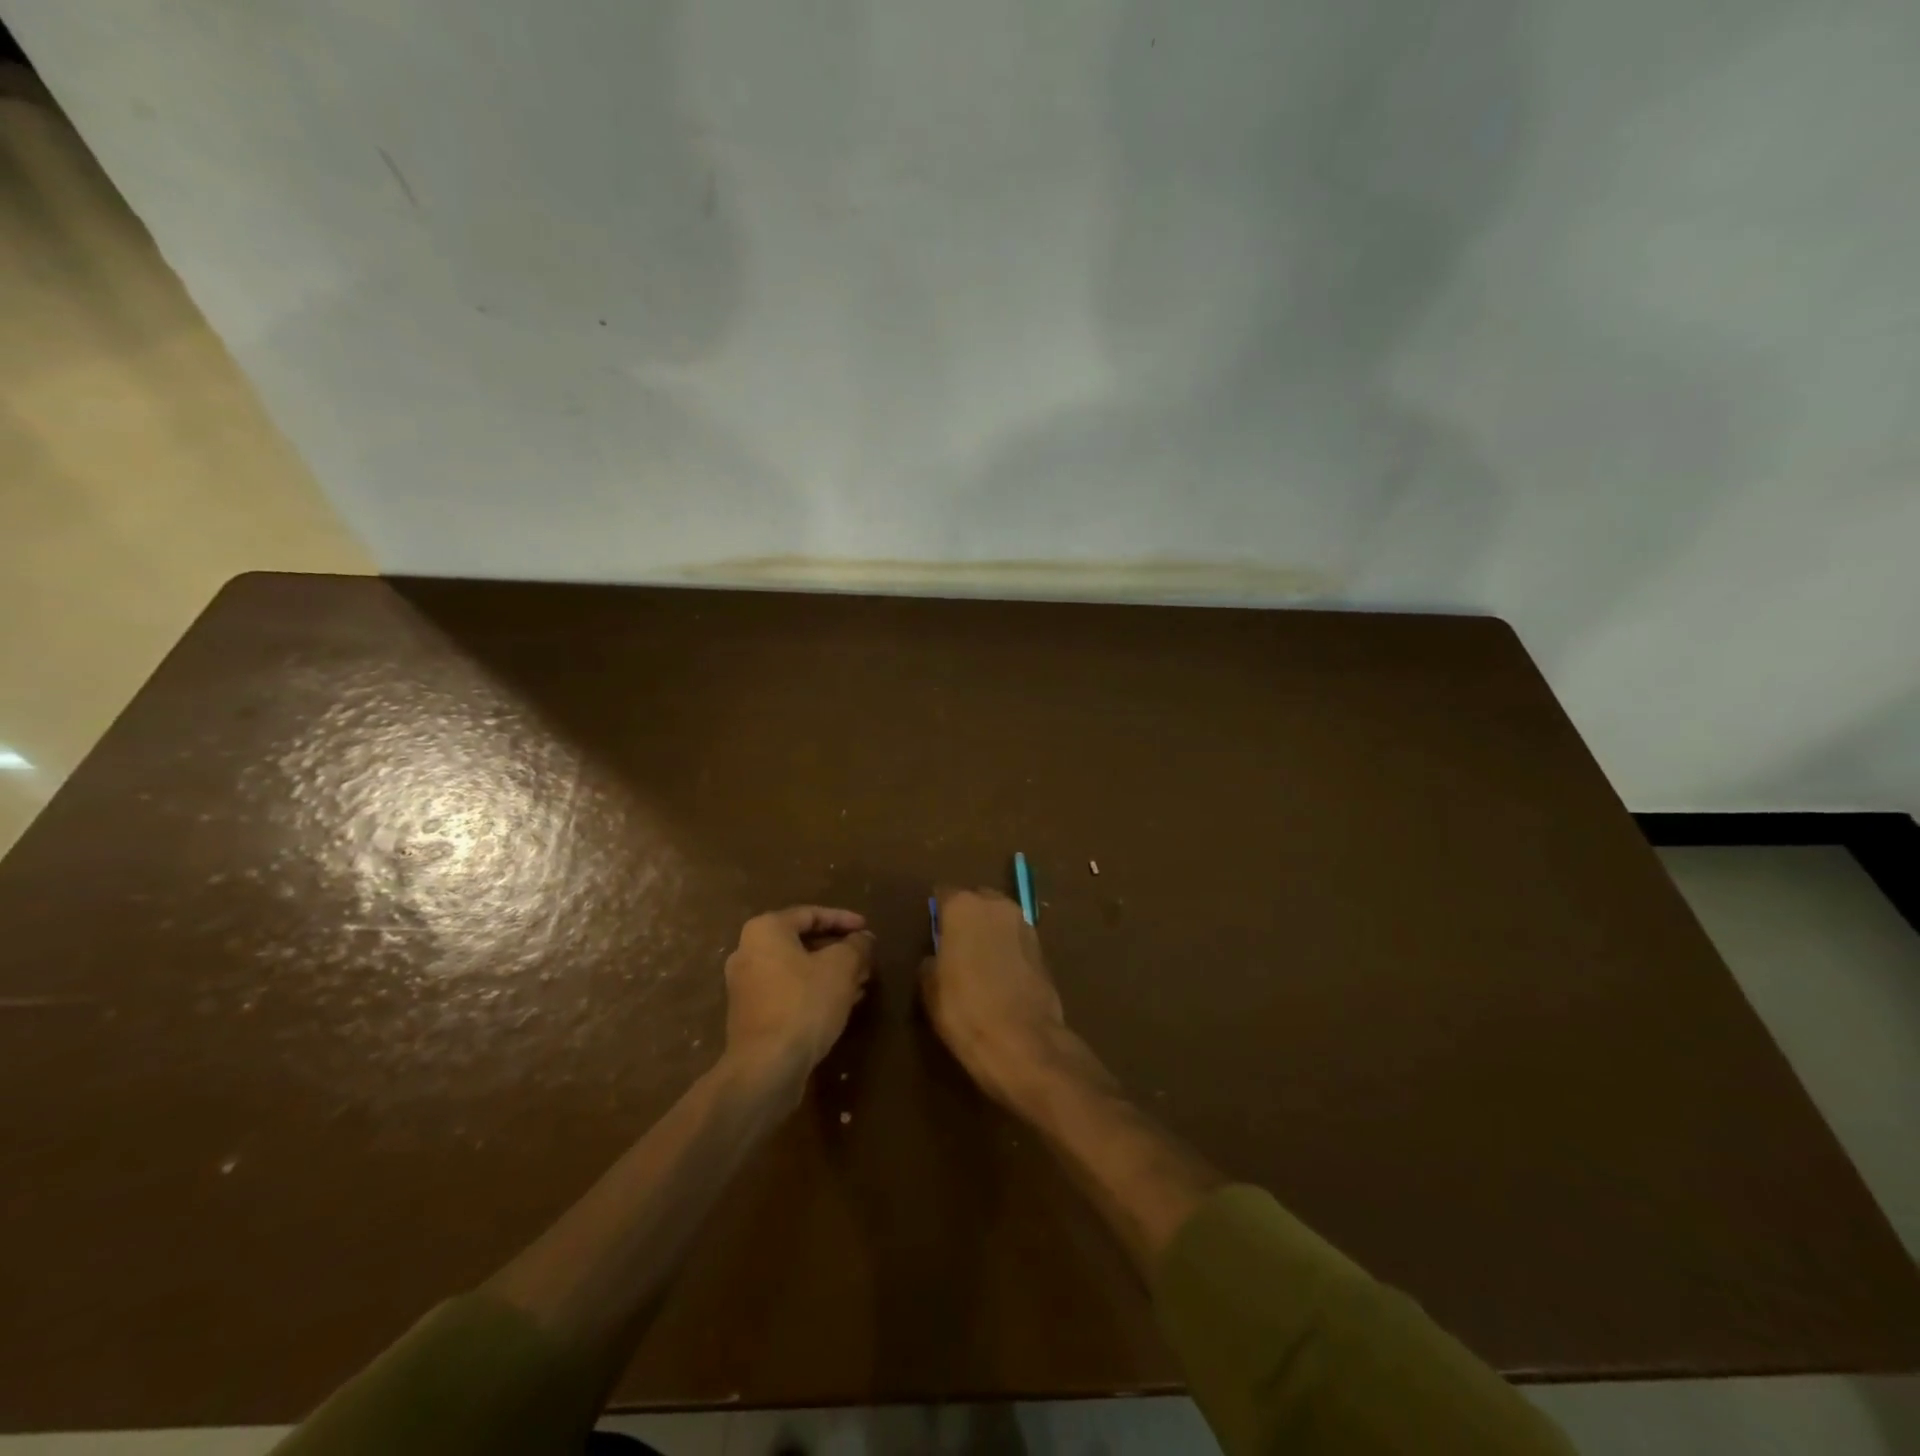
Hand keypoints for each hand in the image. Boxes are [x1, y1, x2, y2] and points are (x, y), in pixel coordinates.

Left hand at [724, 906, 875, 1075]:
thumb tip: (864, 939)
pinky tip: (842, 1004)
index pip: (811, 914)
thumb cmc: (804, 1003)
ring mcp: (746, 986)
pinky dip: (814, 991)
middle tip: (866, 958)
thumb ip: (856, 945)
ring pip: (797, 969)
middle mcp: (748, 952)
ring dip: (829, 973)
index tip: (868, 929)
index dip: (844, 920)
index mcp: (765, 930)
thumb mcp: (842, 967)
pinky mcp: (751, 1016)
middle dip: (838, 950)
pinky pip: (788, 992)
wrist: (766, 1067)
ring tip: (861, 981)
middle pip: (802, 942)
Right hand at [920, 887, 1070, 1106]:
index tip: (933, 931)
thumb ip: (931, 962)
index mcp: (963, 907)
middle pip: (977, 901)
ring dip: (990, 931)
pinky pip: (1016, 938)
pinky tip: (1001, 974)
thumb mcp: (930, 989)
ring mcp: (1024, 924)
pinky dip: (1008, 948)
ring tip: (980, 961)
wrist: (1023, 1041)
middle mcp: (996, 905)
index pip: (944, 894)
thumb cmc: (965, 1010)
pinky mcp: (1043, 948)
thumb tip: (936, 957)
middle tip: (956, 945)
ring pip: (1000, 918)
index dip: (938, 913)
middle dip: (967, 917)